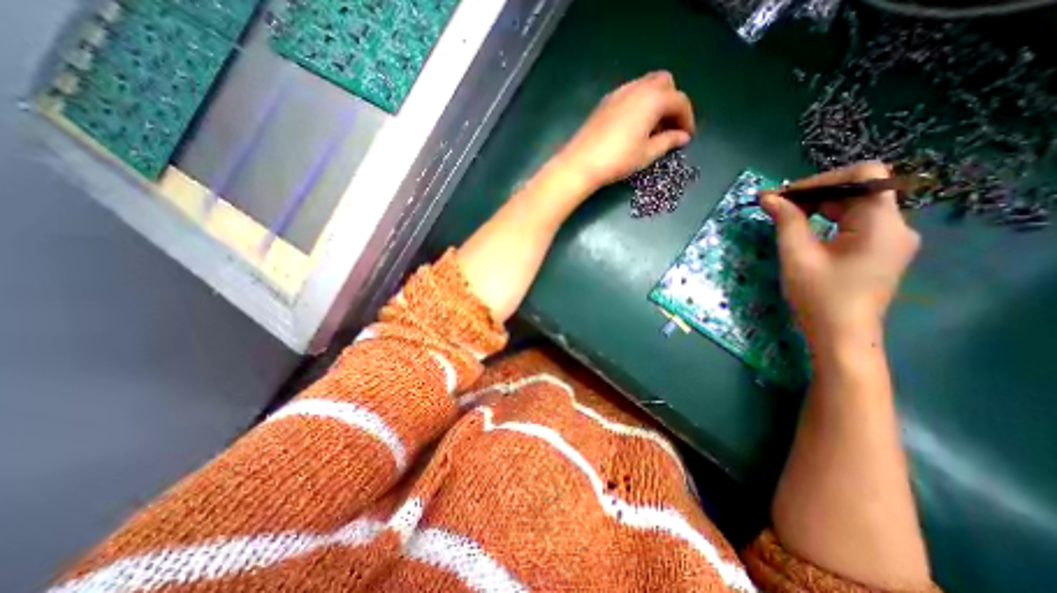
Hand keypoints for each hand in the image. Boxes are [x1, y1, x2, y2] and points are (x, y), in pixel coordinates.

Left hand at [556, 71, 698, 192]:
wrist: (581, 163)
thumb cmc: (617, 160)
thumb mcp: (646, 154)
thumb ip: (667, 142)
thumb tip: (682, 137)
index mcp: (653, 99)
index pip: (679, 101)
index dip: (687, 119)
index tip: (686, 136)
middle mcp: (637, 88)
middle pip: (665, 84)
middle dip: (672, 102)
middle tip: (669, 127)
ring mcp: (619, 93)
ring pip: (646, 86)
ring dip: (655, 101)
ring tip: (652, 128)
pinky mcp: (605, 102)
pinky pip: (630, 93)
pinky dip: (639, 103)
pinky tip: (634, 125)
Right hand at [764, 159, 922, 348]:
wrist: (841, 336)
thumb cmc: (819, 297)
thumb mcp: (797, 256)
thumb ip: (786, 221)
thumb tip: (768, 197)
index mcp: (882, 224)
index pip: (864, 176)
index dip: (822, 179)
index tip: (785, 195)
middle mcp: (896, 226)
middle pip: (857, 190)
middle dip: (814, 193)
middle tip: (775, 206)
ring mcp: (890, 239)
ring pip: (854, 205)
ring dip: (818, 206)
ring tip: (783, 217)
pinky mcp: (879, 250)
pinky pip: (854, 222)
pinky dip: (826, 220)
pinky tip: (803, 229)